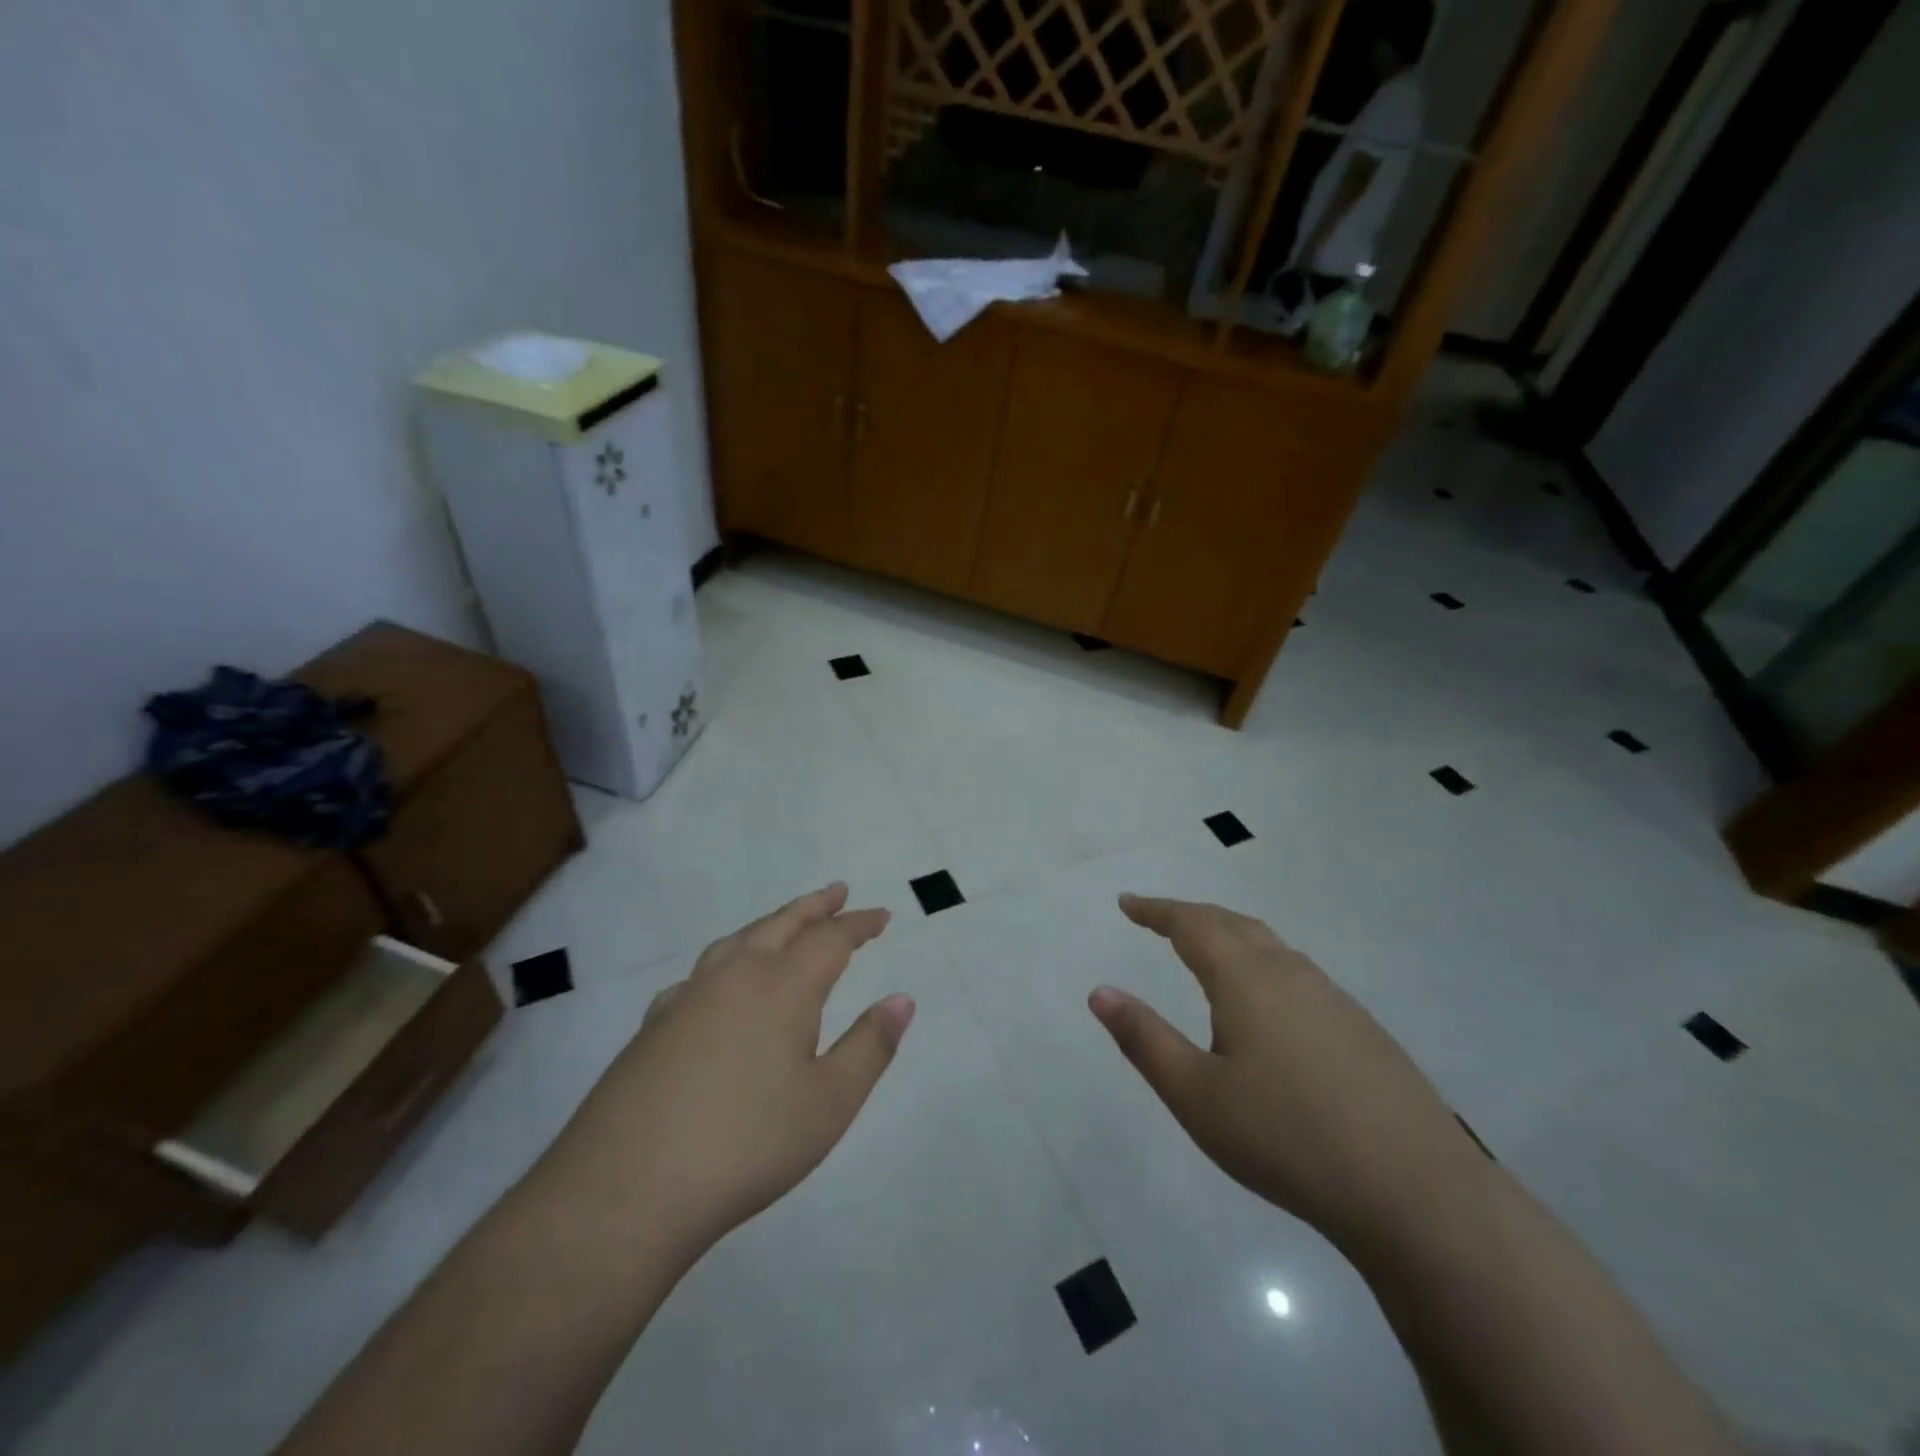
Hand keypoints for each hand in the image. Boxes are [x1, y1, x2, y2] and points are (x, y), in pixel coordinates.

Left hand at [535, 884, 913, 1261]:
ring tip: (786, 923)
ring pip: (737, 941)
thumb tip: (902, 999)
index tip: (882, 916)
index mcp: (782, 987)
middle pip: (781, 924)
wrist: (625, 1189)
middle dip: (815, 906)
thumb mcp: (830, 1103)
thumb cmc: (746, 1144)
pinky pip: (700, 974)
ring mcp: (687, 998)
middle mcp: (735, 977)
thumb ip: (870, 1046)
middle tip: (838, 892)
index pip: (830, 939)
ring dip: (770, 924)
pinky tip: (718, 985)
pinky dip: (726, 961)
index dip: (859, 924)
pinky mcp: (653, 1027)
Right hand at [1089, 895, 1487, 1254]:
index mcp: (1246, 978)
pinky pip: (1296, 972)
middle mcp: (1290, 973)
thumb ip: (1144, 1039)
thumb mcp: (1196, 1095)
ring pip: (1270, 946)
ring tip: (1205, 950)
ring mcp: (1332, 998)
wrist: (1416, 1192)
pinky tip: (1266, 1002)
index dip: (1156, 910)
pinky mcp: (1360, 1027)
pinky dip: (1262, 963)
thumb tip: (1100, 991)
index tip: (1127, 903)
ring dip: (1229, 935)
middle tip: (1158, 919)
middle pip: (1233, 924)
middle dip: (1191, 915)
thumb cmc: (1287, 1138)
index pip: (1192, 924)